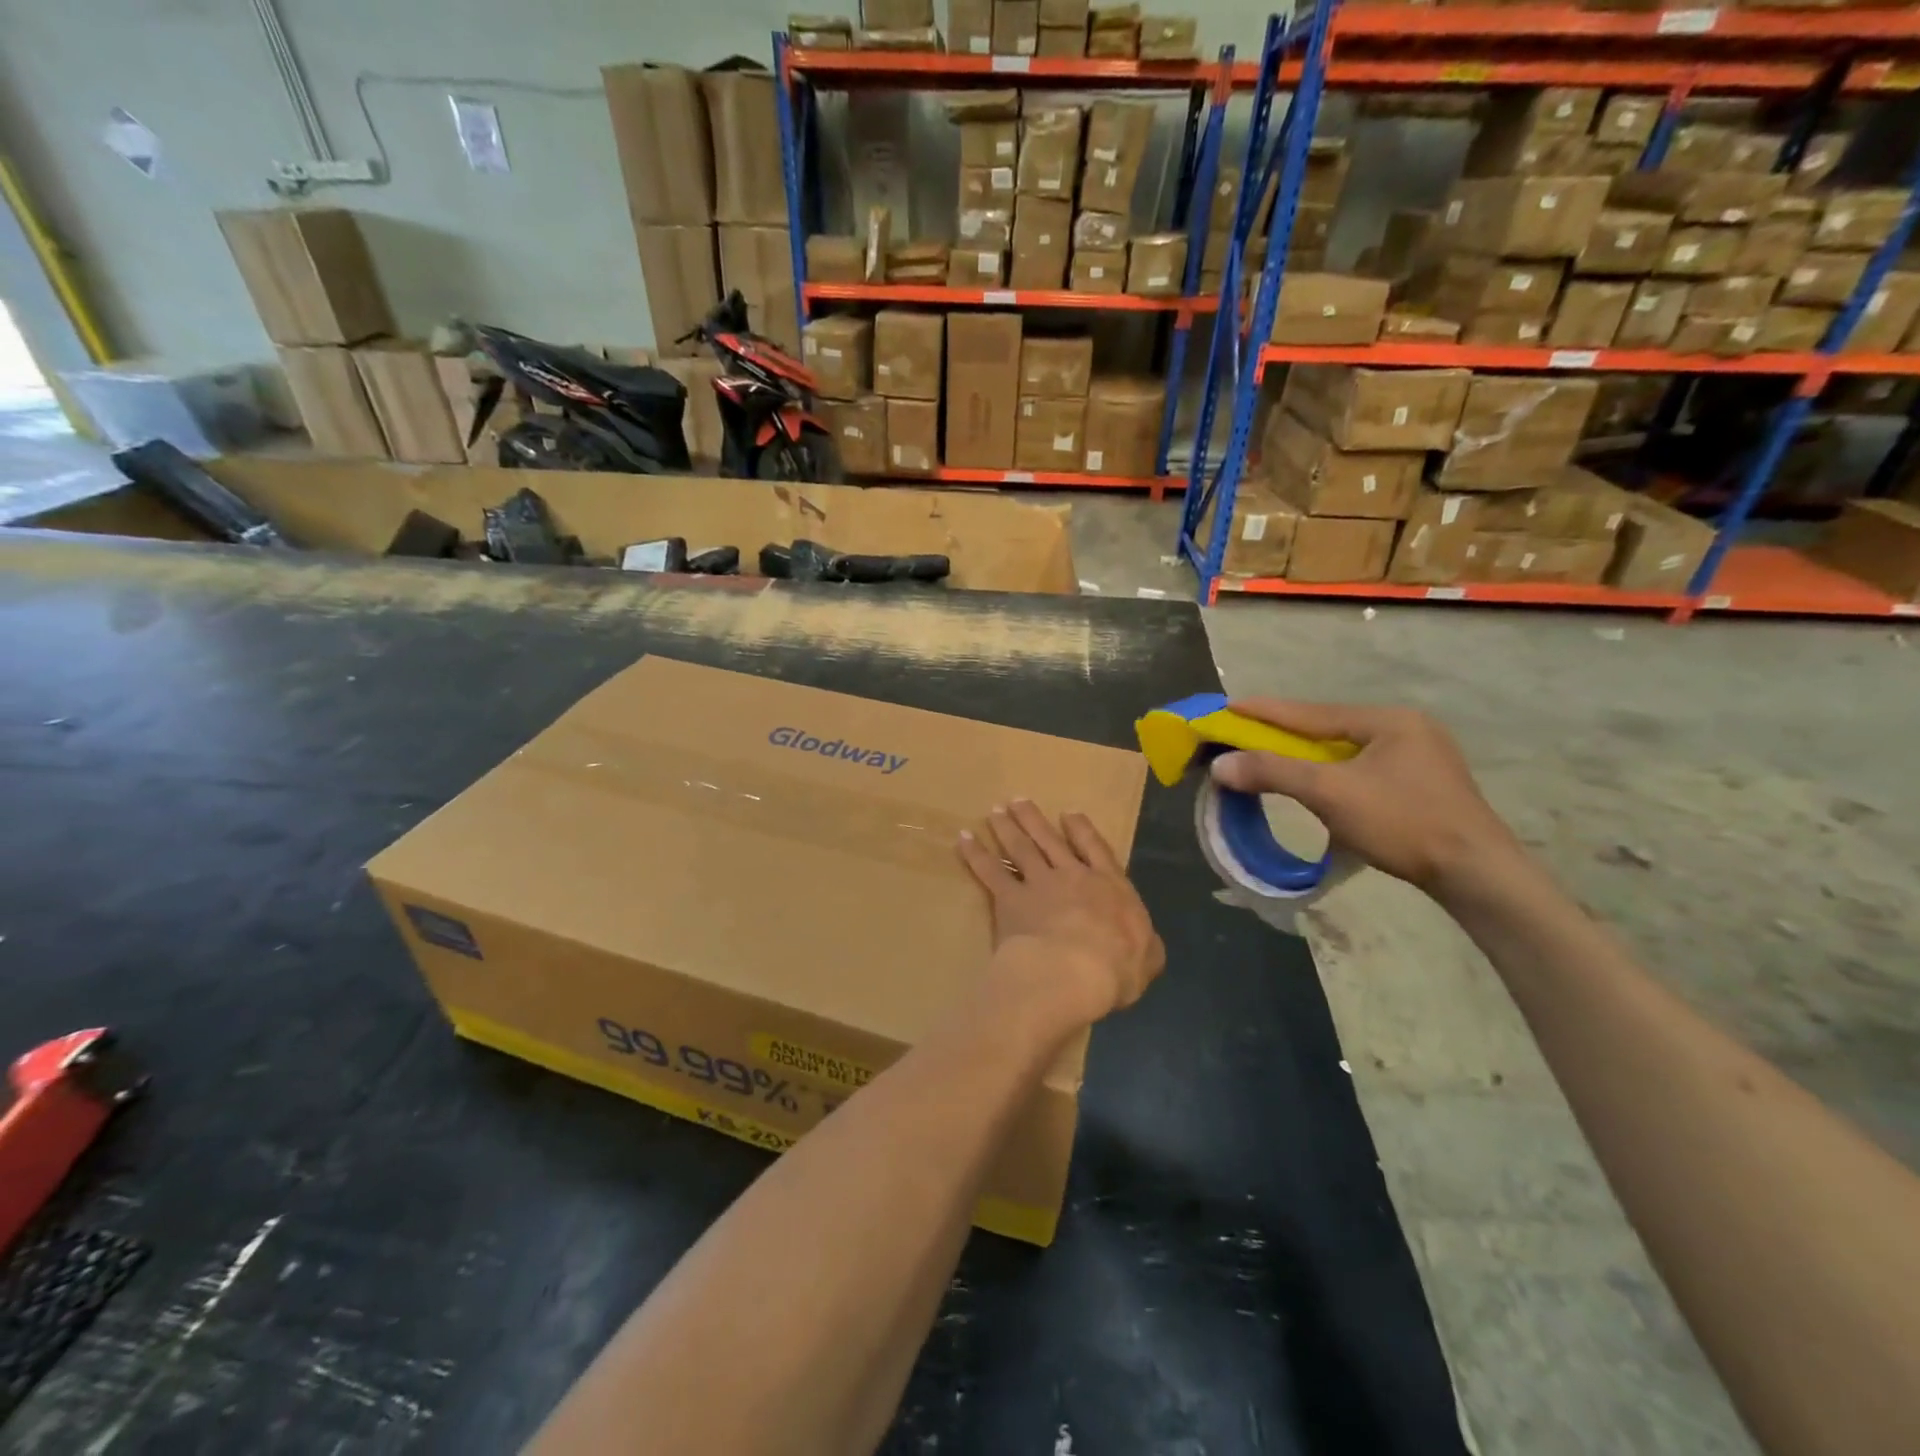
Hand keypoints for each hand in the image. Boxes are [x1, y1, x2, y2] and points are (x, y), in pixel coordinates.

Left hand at [958, 801, 1165, 1027]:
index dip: (1081, 830)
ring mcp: (1039, 884)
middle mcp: (1072, 876)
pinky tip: (964, 840)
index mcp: (1109, 886)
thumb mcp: (1148, 957)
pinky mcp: (1010, 899)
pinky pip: (989, 871)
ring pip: (1020, 848)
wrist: (1074, 970)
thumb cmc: (1117, 967)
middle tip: (1017, 802)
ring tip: (995, 812)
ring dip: (1006, 828)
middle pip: (1050, 841)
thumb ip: (1146, 945)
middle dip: (1034, 819)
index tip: (1068, 813)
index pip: (1095, 849)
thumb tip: (1146, 943)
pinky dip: (975, 854)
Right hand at [1209, 700, 1522, 898]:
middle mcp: (1406, 729)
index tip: (1228, 706)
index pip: (1311, 712)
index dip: (1265, 711)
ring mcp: (1419, 758)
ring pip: (1346, 752)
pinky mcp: (1423, 786)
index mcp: (1388, 721)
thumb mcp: (1330, 793)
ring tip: (1273, 760)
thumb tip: (1221, 764)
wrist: (1476, 875)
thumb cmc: (1402, 822)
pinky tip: (1318, 786)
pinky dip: (1331, 776)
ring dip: (1307, 758)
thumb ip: (1273, 772)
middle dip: (1285, 735)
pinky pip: (1362, 771)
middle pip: (1329, 730)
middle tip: (1245, 735)